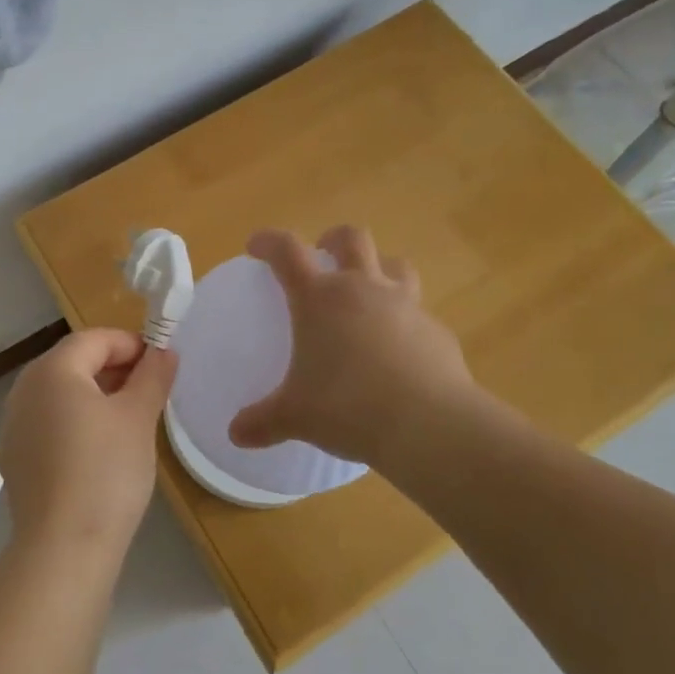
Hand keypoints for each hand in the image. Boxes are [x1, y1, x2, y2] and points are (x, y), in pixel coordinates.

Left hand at [0, 328, 178, 564]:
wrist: (63, 549)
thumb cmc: (105, 472)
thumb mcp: (139, 417)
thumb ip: (152, 376)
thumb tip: (163, 352)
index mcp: (51, 371)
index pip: (94, 339)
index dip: (131, 344)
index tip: (162, 364)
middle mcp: (24, 390)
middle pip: (74, 363)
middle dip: (115, 368)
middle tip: (151, 391)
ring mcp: (15, 426)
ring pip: (62, 394)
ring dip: (97, 395)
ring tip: (132, 420)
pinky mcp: (16, 458)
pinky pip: (51, 423)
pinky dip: (78, 422)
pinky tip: (102, 451)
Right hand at [229, 226, 491, 468]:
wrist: (428, 425)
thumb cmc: (348, 408)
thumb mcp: (296, 417)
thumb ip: (264, 421)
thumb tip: (236, 434)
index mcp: (320, 299)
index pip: (287, 251)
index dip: (269, 242)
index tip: (256, 246)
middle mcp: (363, 289)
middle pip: (352, 239)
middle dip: (334, 239)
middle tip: (323, 252)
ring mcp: (406, 307)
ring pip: (396, 265)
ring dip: (379, 268)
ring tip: (370, 290)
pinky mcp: (438, 332)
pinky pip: (419, 315)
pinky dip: (406, 323)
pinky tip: (401, 352)